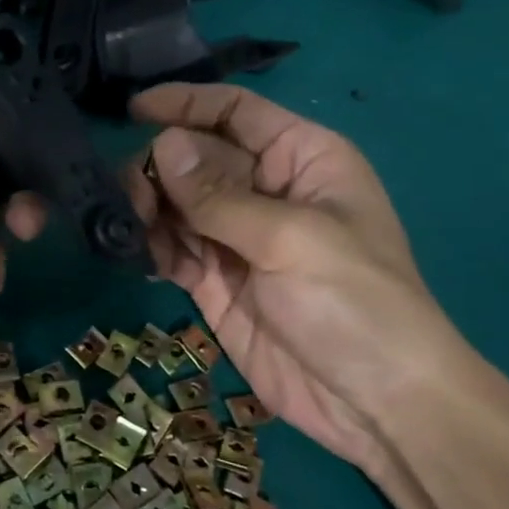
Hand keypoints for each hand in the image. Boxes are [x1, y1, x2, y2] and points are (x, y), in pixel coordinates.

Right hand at [126, 83, 471, 471]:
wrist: (376, 405)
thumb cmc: (355, 303)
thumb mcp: (290, 239)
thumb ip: (219, 194)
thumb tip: (161, 144)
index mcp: (300, 159)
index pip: (235, 111)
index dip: (186, 104)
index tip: (132, 110)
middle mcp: (264, 189)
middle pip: (193, 156)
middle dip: (158, 170)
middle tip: (131, 199)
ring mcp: (236, 236)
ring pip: (174, 202)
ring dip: (147, 210)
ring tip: (133, 231)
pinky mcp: (214, 279)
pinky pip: (171, 247)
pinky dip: (151, 247)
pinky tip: (141, 258)